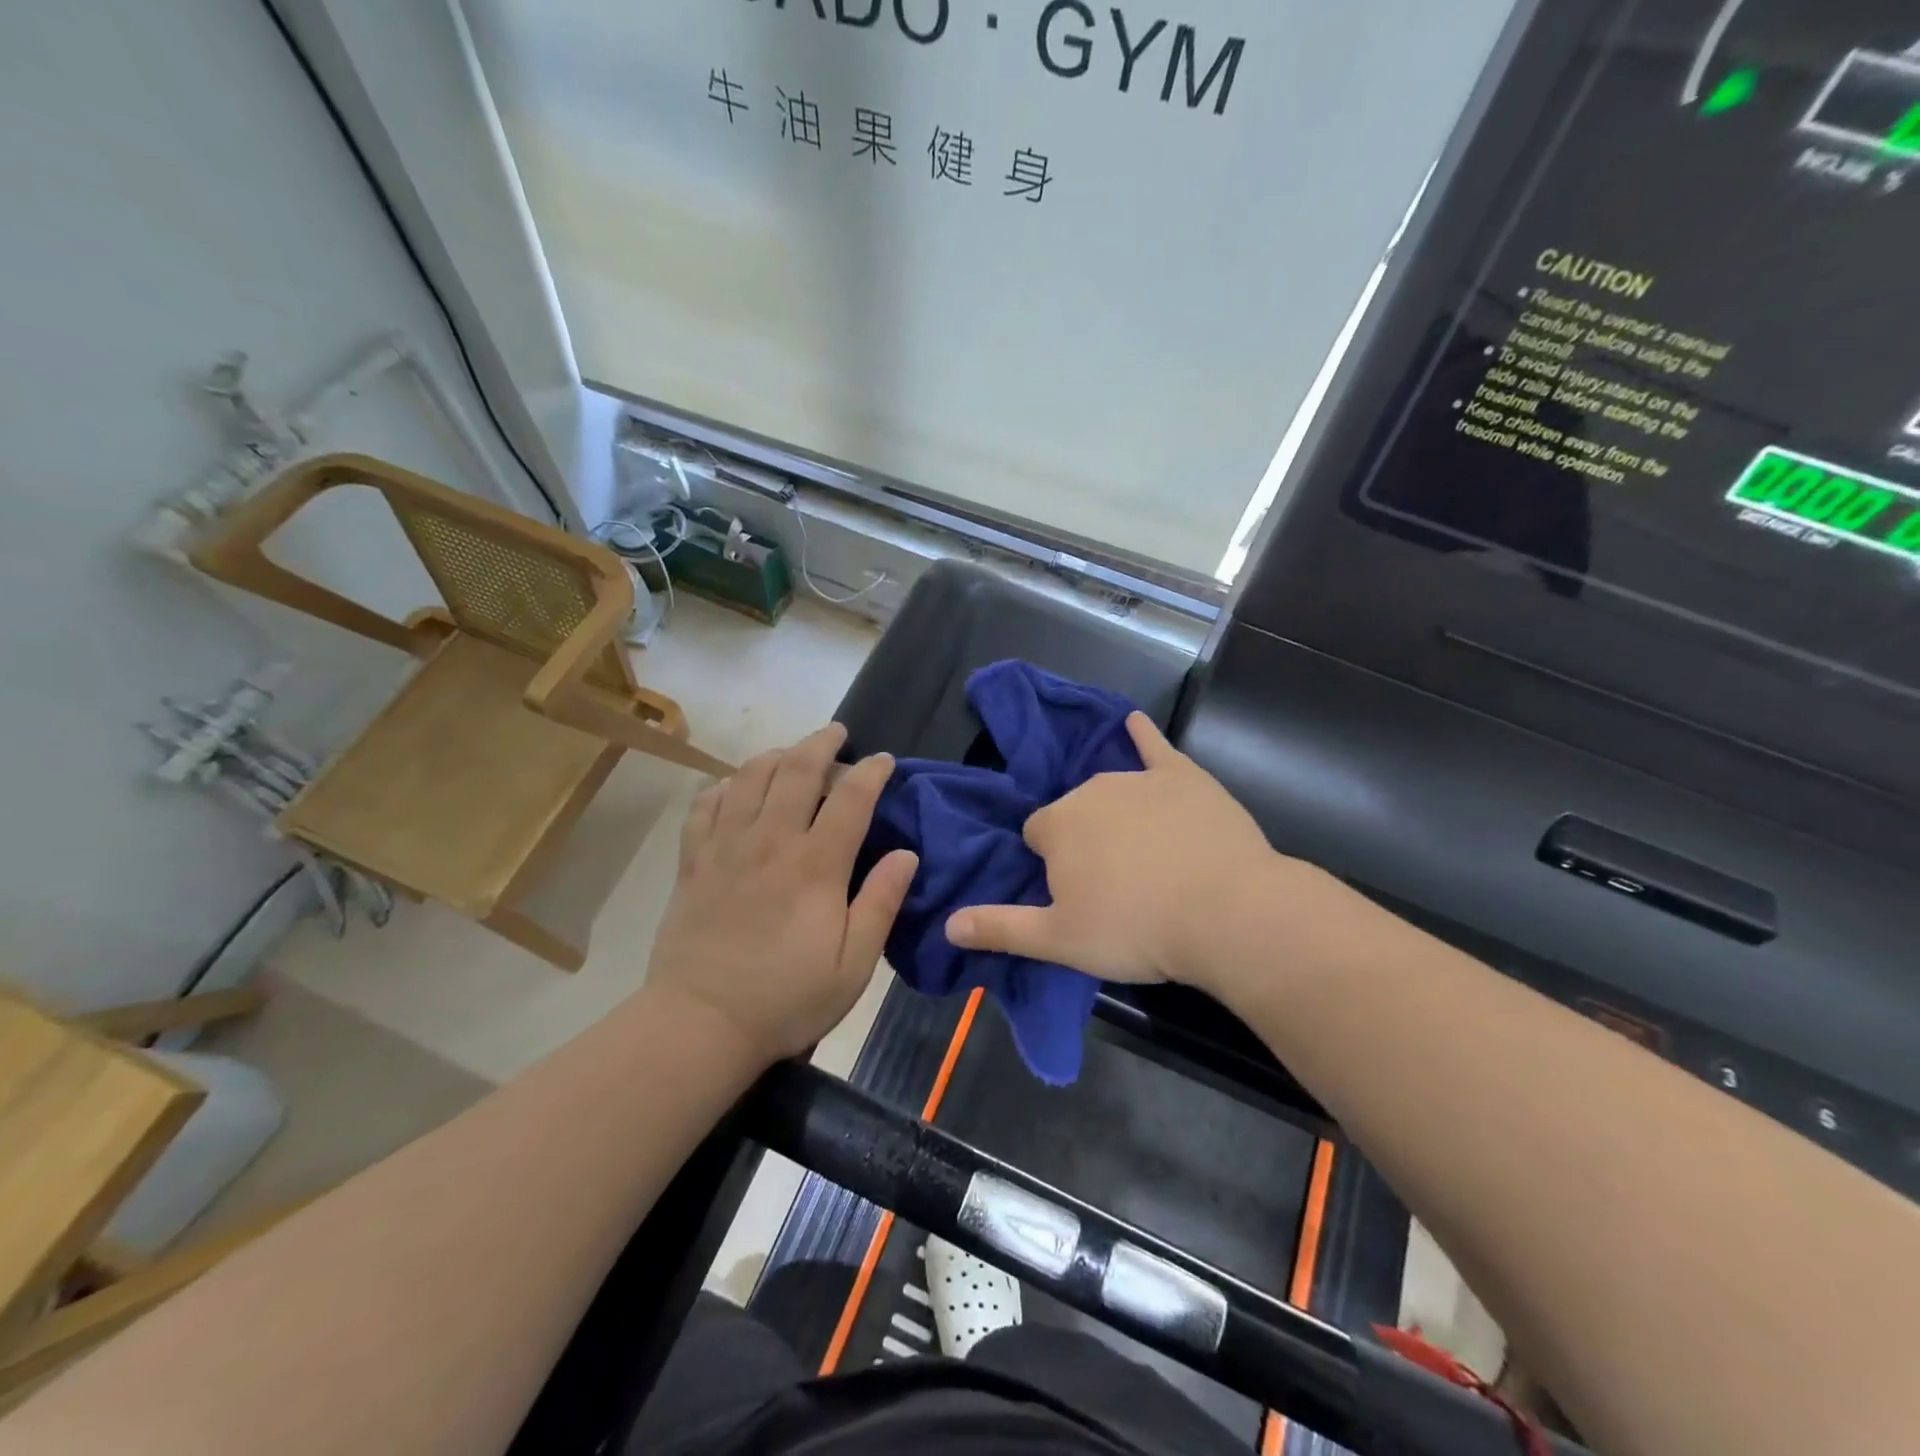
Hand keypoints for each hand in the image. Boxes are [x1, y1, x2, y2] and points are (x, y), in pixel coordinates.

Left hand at [646, 724, 917, 1063]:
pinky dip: (725, 785)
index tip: (884, 760)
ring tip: (791, 754)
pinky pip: (705, 804)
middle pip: (796, 770)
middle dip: (821, 742)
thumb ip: (881, 903)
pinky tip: (735, 788)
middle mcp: (770, 842)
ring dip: (775, 755)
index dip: (871, 771)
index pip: (850, 798)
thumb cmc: (786, 999)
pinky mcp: (693, 861)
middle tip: (836, 733)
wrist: (700, 1023)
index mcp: (815, 866)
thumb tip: (906, 853)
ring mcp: (726, 847)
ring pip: (749, 777)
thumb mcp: (853, 965)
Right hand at [945, 713, 1285, 993]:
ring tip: (1144, 856)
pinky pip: (1154, 747)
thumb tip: (949, 925)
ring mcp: (1138, 778)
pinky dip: (1143, 736)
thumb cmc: (1136, 929)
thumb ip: (1001, 929)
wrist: (1226, 913)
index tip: (1075, 894)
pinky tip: (1135, 723)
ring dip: (1115, 814)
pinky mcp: (1182, 775)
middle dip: (1084, 841)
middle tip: (1113, 886)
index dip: (1052, 865)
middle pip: (1074, 812)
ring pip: (1110, 791)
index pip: (1037, 835)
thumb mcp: (1060, 941)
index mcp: (1057, 825)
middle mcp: (1090, 790)